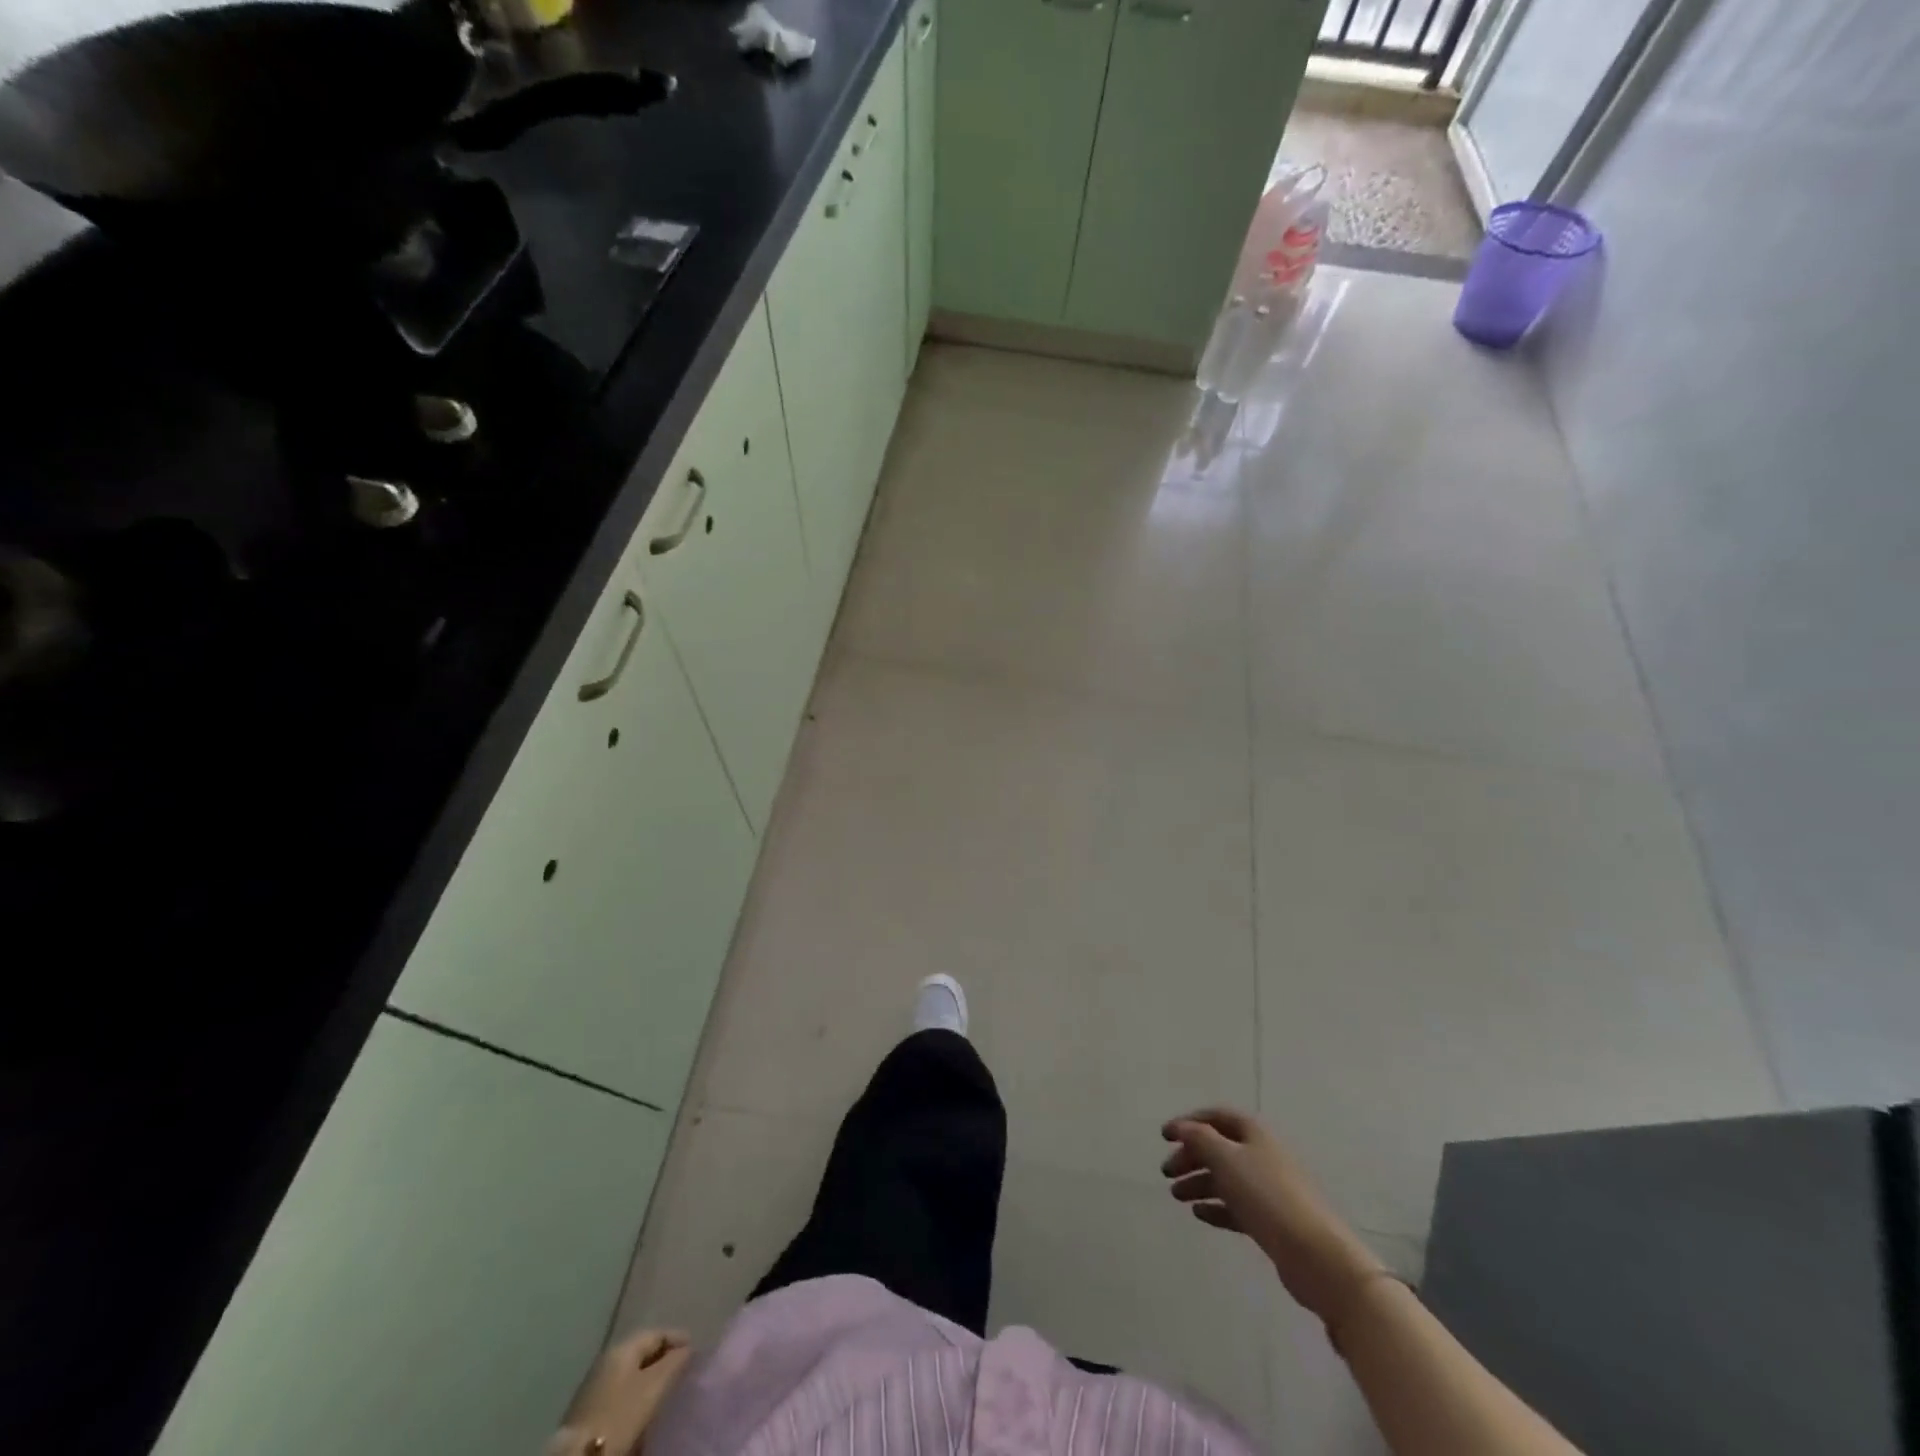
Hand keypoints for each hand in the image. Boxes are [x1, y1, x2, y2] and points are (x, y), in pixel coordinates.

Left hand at [554, 1329, 692, 1455]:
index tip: (696, 1350)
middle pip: (642, 1352)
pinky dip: (636, 1393)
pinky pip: (621, 1391)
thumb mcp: (653, 1386)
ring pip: (631, 1373)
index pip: (657, 1333)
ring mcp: (595, 1384)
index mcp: (622, 1346)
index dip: (678, 1338)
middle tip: (683, 1368)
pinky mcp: (590, 1409)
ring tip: (667, 1388)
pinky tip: (644, 1406)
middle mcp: (607, 1358)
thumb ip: (674, 1362)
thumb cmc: (620, 1414)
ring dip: (650, 1377)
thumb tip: (687, 1349)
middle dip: (664, 1358)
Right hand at [1161, 1107, 1385, 1324]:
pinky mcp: (1272, 1221)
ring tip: (1176, 1195)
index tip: (1164, 1136)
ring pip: (1226, 1179)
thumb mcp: (1227, 1160)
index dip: (1189, 1122)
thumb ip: (1200, 1139)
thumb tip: (1181, 1127)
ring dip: (1199, 1182)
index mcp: (1254, 1134)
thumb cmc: (1268, 1197)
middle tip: (1167, 1172)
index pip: (1217, 1117)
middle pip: (1219, 1148)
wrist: (1317, 1256)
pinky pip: (1237, 1207)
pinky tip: (1199, 1214)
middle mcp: (1262, 1156)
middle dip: (1191, 1156)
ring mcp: (1268, 1190)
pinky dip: (1216, 1207)